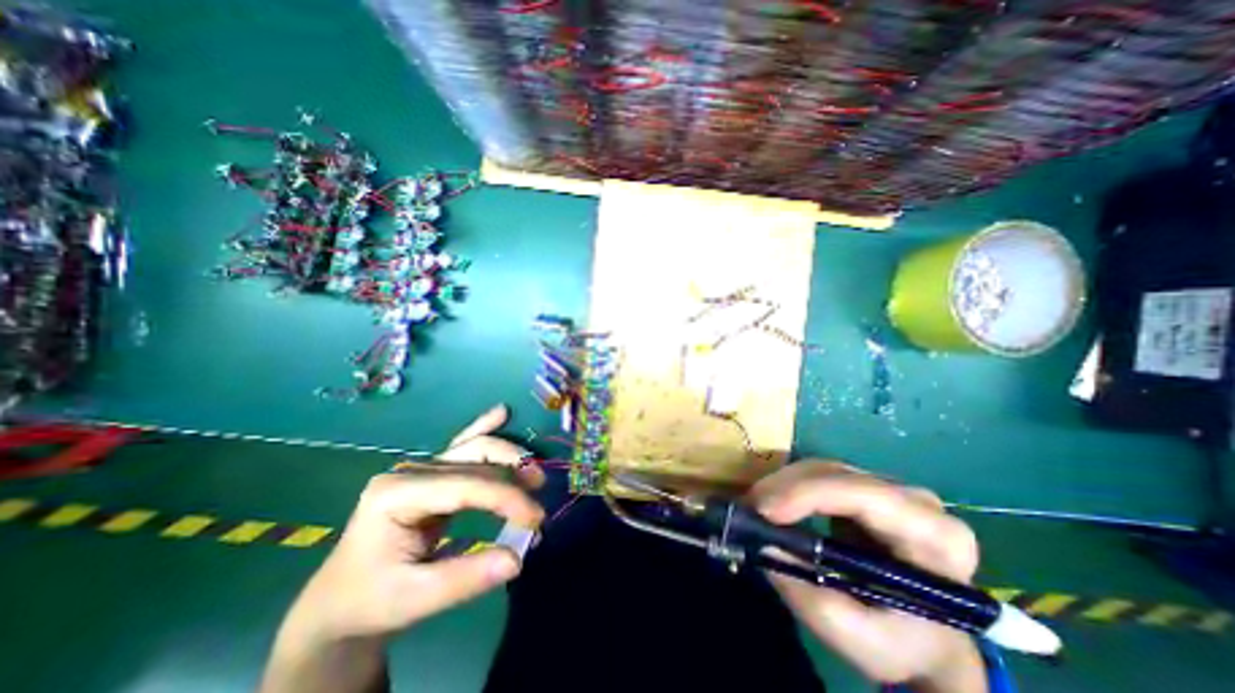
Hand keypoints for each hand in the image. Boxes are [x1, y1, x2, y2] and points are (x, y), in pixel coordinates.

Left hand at [260, 406, 543, 692]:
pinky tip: (501, 413)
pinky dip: (484, 428)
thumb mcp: (414, 600)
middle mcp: (411, 471)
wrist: (339, 603)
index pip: (466, 486)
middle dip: (513, 473)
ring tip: (535, 475)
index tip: (536, 520)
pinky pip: (463, 446)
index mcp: (397, 495)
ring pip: (475, 448)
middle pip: (474, 457)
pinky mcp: (431, 474)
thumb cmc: (370, 601)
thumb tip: (518, 558)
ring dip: (509, 457)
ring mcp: (420, 468)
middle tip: (539, 497)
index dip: (507, 498)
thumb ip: (467, 578)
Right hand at [749, 461, 991, 692]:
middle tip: (749, 508)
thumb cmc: (901, 643)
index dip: (808, 494)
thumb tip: (763, 545)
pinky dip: (790, 487)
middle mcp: (916, 500)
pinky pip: (820, 475)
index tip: (763, 509)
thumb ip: (809, 595)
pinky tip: (773, 503)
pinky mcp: (866, 488)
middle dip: (786, 487)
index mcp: (936, 537)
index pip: (865, 495)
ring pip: (824, 469)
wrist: (924, 639)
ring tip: (755, 507)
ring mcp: (889, 489)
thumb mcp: (857, 636)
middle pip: (838, 475)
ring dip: (783, 484)